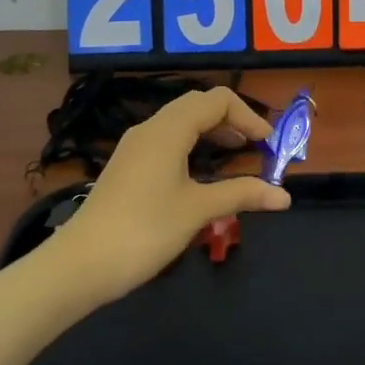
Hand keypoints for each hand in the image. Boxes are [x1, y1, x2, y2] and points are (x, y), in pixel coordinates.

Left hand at [52, 87, 290, 302]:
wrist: (80, 264)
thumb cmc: (144, 230)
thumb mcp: (198, 210)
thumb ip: (242, 194)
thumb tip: (284, 196)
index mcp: (169, 129)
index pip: (218, 100)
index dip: (249, 117)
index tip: (268, 146)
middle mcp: (151, 127)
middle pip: (199, 105)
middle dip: (232, 121)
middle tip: (255, 149)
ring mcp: (135, 146)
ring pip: (181, 123)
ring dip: (212, 133)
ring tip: (235, 159)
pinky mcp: (127, 165)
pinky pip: (167, 140)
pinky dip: (192, 146)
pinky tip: (201, 175)